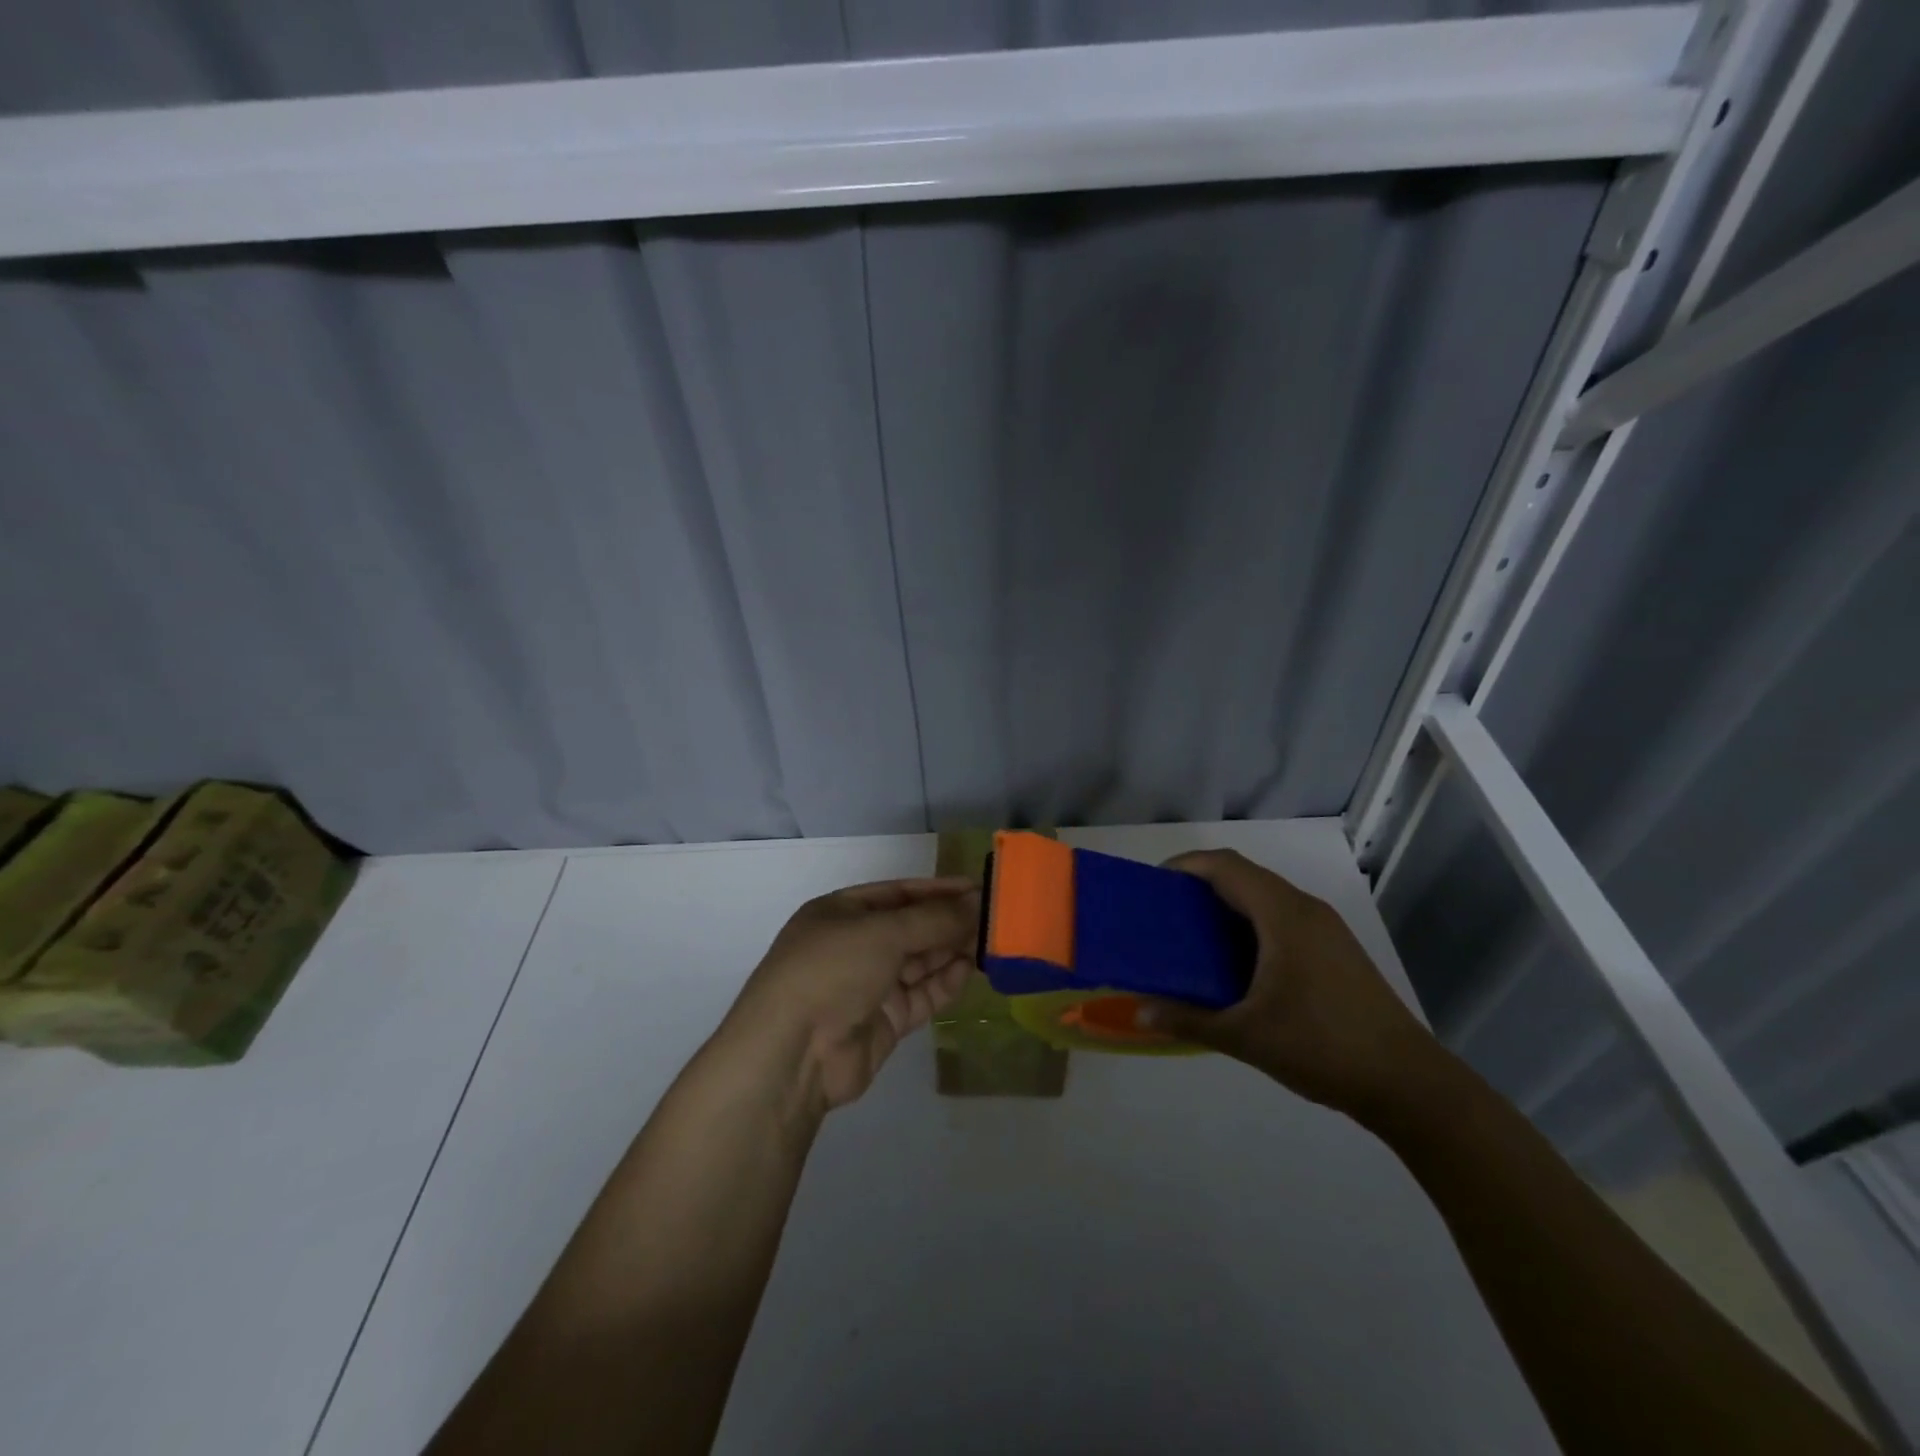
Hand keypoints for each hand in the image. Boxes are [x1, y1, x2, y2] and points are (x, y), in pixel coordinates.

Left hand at [721, 878, 978, 1114]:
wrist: (793, 1054)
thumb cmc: (831, 970)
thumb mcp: (883, 932)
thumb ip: (934, 919)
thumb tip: (977, 903)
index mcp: (842, 912)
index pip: (898, 893)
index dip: (938, 890)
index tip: (977, 888)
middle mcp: (855, 945)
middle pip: (911, 927)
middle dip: (949, 922)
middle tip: (994, 918)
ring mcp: (868, 985)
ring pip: (919, 962)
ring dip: (952, 950)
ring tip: (991, 942)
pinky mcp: (883, 1021)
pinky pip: (921, 995)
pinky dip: (944, 982)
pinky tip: (969, 970)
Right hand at [1135, 850, 1443, 1121]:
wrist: (1408, 1083)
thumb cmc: (1322, 1046)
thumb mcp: (1246, 1036)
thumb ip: (1189, 1020)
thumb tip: (1141, 1012)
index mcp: (1283, 915)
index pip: (1225, 866)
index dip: (1185, 866)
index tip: (1152, 886)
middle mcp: (1304, 909)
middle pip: (1243, 876)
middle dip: (1200, 886)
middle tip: (1164, 914)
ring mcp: (1325, 929)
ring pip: (1264, 898)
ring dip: (1226, 906)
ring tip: (1191, 936)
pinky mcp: (1335, 950)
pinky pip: (1281, 918)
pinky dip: (1249, 925)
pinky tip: (1234, 963)